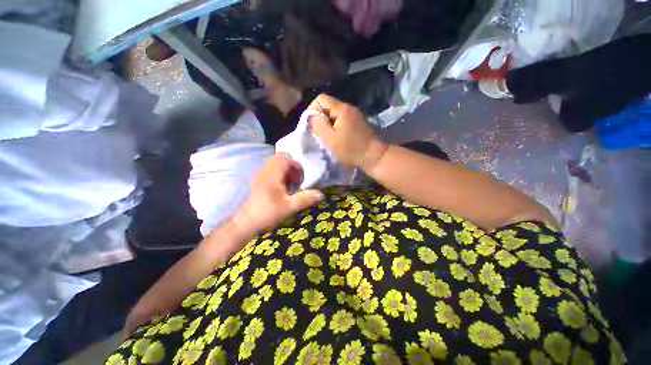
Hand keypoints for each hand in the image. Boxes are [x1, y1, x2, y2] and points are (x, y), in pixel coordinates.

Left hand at [233, 153, 323, 235]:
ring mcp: (260, 175)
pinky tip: (283, 187)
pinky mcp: (258, 180)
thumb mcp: (289, 207)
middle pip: (279, 158)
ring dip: (285, 170)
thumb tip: (320, 194)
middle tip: (297, 178)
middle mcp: (265, 171)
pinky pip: (271, 170)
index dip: (296, 164)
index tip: (301, 176)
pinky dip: (279, 174)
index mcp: (272, 175)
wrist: (247, 222)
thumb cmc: (268, 213)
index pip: (285, 159)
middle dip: (291, 166)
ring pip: (275, 163)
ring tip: (291, 183)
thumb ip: (305, 199)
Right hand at [308, 94, 387, 170]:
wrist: (374, 157)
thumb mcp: (330, 139)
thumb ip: (319, 125)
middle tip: (318, 133)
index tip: (311, 124)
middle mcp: (349, 108)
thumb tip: (312, 116)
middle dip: (320, 118)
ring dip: (328, 124)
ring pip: (335, 115)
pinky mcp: (358, 124)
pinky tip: (337, 138)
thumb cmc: (351, 149)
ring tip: (327, 137)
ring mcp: (355, 116)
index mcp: (342, 109)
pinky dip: (336, 127)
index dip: (312, 109)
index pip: (321, 98)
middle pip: (328, 106)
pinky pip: (342, 121)